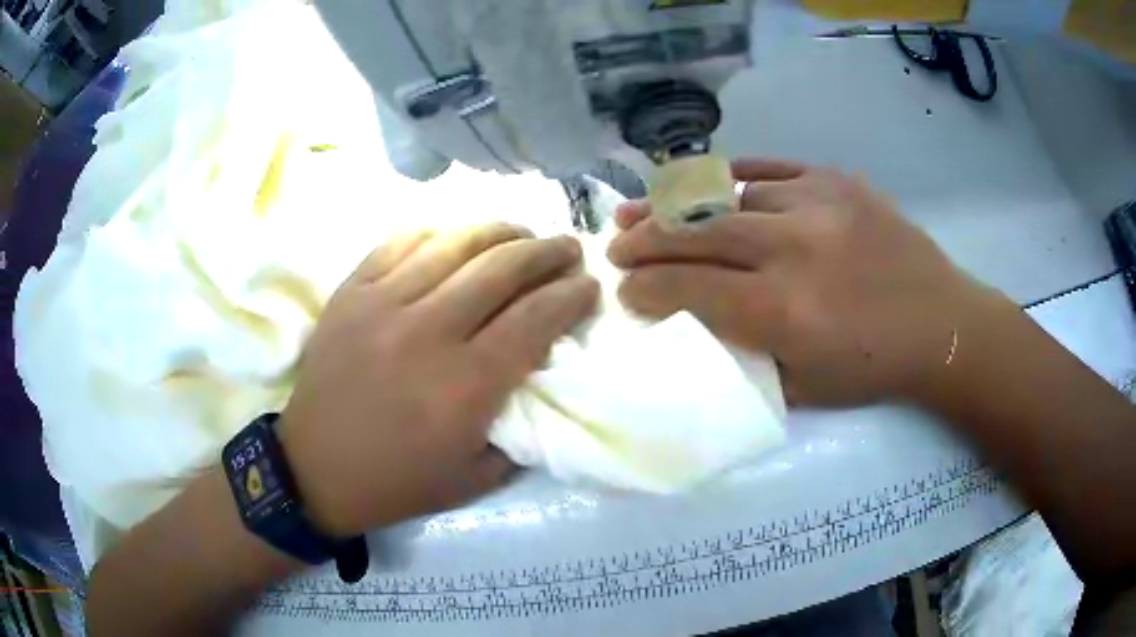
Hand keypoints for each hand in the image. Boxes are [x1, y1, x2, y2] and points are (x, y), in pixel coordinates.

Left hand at [280, 225, 598, 536]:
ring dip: (499, 231)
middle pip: (502, 268)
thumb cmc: (397, 482)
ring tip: (522, 232)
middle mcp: (428, 332)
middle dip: (546, 252)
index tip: (589, 287)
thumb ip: (520, 432)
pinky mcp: (351, 293)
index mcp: (466, 385)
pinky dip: (437, 233)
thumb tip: (543, 380)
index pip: (535, 318)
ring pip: (454, 244)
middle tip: (567, 248)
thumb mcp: (476, 479)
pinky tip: (455, 236)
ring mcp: (383, 304)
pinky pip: (400, 243)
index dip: (571, 295)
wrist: (314, 470)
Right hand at [609, 159, 1003, 406]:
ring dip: (679, 206)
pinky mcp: (836, 180)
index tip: (622, 288)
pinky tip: (705, 184)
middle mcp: (794, 248)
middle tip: (615, 244)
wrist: (942, 324)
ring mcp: (817, 203)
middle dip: (645, 239)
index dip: (646, 286)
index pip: (690, 287)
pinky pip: (769, 167)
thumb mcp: (802, 387)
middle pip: (696, 231)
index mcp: (784, 310)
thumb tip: (695, 319)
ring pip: (727, 193)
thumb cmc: (872, 369)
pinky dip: (730, 176)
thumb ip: (744, 351)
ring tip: (648, 211)